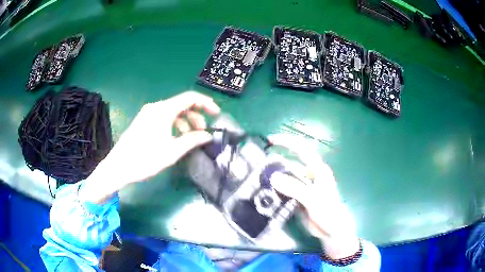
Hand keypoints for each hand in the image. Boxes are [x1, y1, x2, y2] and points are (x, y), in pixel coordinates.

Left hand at [80, 91, 219, 203]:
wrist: (119, 166)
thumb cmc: (145, 159)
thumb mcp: (172, 151)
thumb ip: (192, 140)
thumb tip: (208, 135)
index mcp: (163, 110)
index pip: (190, 98)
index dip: (206, 103)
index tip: (216, 114)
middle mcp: (155, 107)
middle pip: (181, 104)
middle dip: (195, 116)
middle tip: (203, 132)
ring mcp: (148, 113)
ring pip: (172, 111)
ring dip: (185, 121)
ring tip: (190, 137)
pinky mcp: (143, 121)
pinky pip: (163, 117)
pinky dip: (174, 124)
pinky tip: (175, 138)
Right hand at [268, 134, 359, 258]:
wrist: (331, 230)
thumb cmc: (328, 212)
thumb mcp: (313, 199)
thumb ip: (294, 188)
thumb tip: (273, 177)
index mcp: (317, 169)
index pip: (302, 149)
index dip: (287, 142)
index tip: (271, 140)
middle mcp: (309, 175)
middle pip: (290, 163)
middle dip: (276, 161)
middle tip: (258, 165)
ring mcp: (303, 187)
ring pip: (286, 177)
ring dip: (274, 177)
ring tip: (257, 179)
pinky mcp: (298, 197)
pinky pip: (284, 190)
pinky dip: (275, 189)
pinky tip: (264, 192)